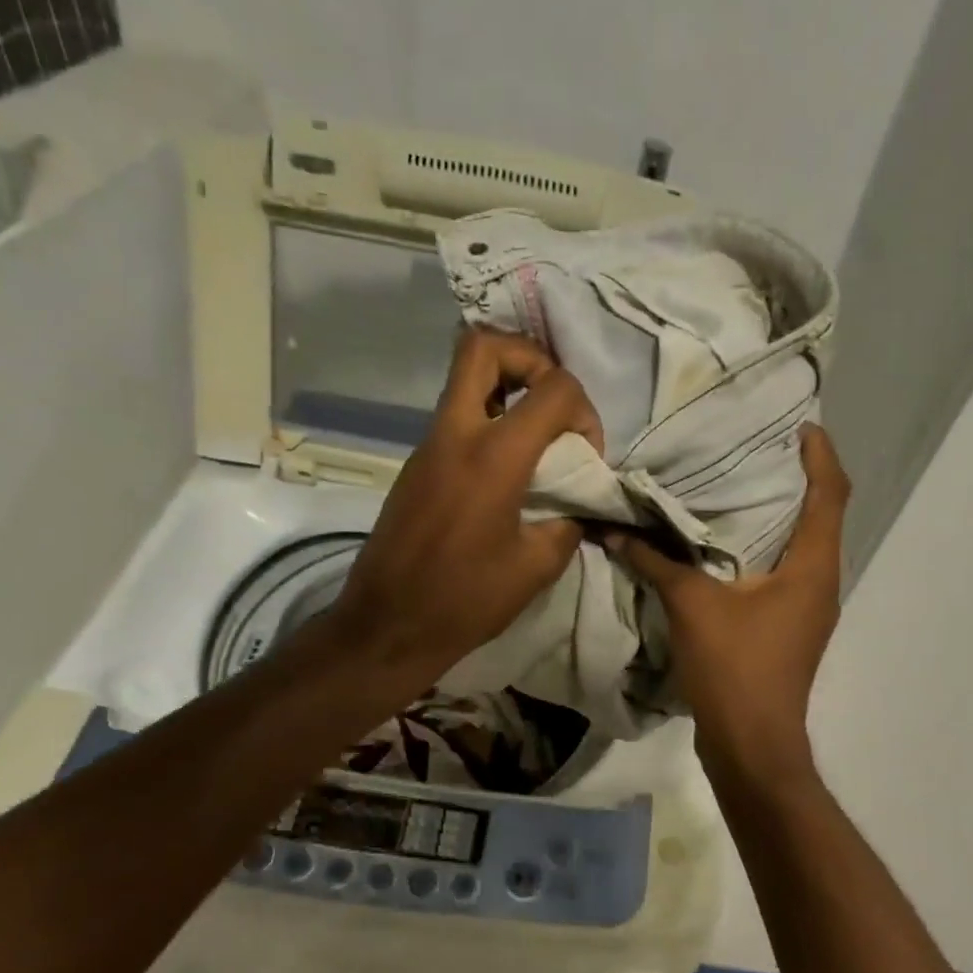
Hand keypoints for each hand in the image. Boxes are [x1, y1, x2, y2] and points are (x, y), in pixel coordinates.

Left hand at [328, 329, 602, 692]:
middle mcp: (455, 434)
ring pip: (465, 378)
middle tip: (552, 399)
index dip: (583, 410)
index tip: (585, 452)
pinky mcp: (416, 464)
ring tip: (537, 434)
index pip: (553, 387)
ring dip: (508, 387)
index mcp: (493, 456)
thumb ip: (569, 521)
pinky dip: (489, 419)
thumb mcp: (537, 566)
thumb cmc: (466, 600)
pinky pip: (456, 416)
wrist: (388, 626)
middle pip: (483, 346)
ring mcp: (428, 445)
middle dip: (529, 357)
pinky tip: (509, 468)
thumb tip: (580, 502)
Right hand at [608, 425, 849, 786]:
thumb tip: (613, 529)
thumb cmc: (735, 667)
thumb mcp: (691, 605)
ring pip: (804, 546)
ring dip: (782, 516)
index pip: (831, 495)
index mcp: (812, 567)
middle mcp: (821, 583)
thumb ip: (655, 562)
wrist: (752, 744)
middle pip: (824, 516)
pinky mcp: (789, 628)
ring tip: (742, 488)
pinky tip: (726, 546)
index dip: (821, 456)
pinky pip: (785, 572)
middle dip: (801, 480)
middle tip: (763, 450)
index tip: (802, 427)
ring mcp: (807, 609)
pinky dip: (765, 548)